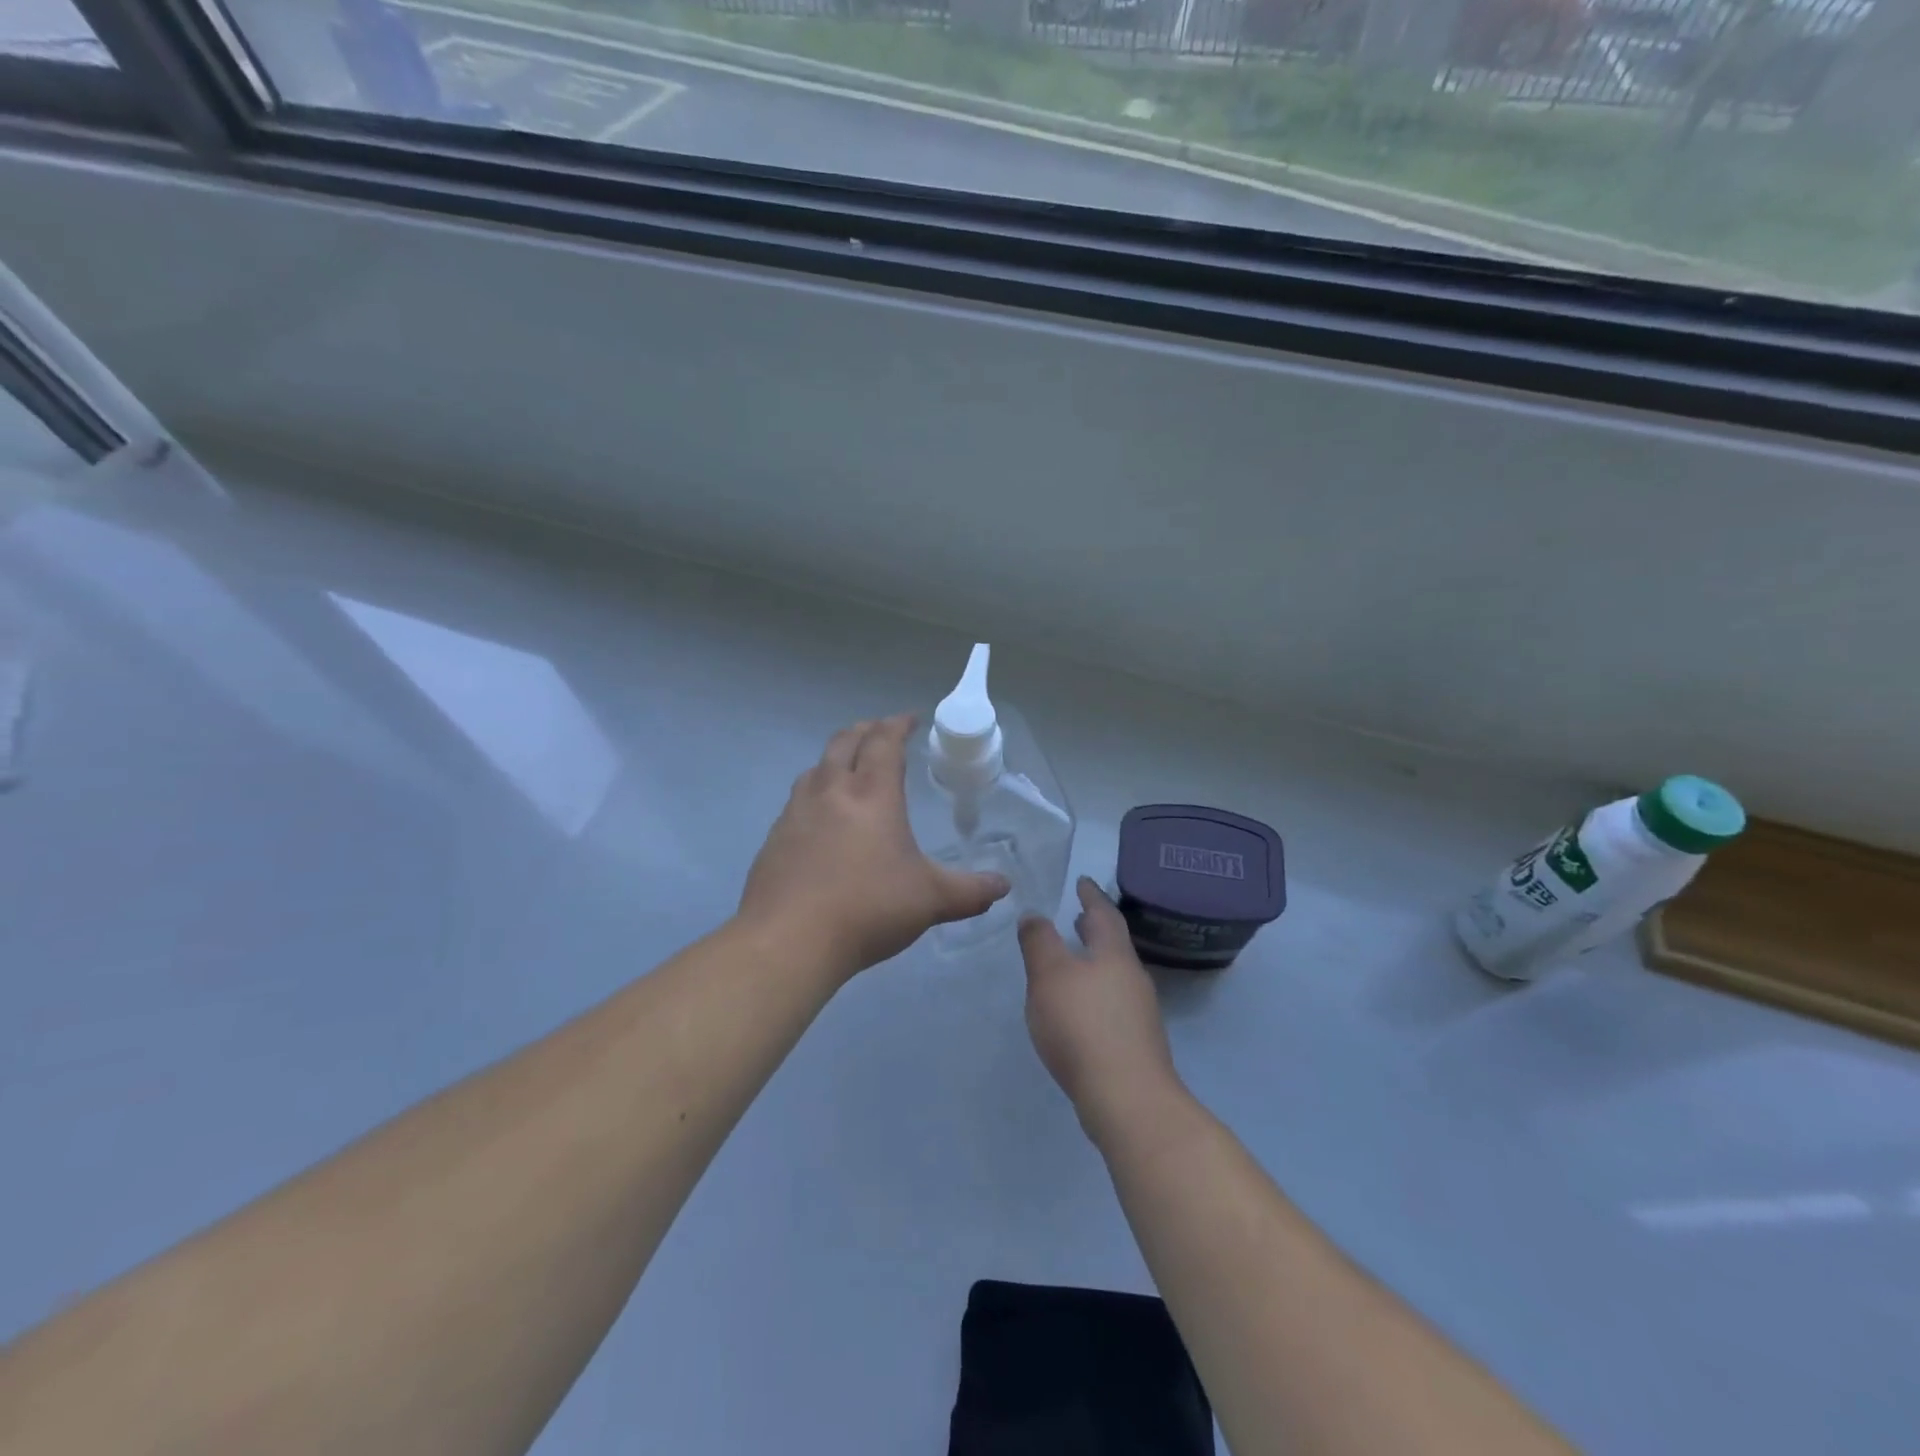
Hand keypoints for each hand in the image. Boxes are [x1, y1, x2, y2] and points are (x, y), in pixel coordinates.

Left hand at [739, 716, 1009, 981]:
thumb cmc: (867, 908)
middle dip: (866, 730)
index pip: (885, 742)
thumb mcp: (930, 900)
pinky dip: (815, 792)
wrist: (788, 940)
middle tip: (881, 732)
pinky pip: (797, 800)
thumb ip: (969, 891)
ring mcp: (796, 813)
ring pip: (816, 768)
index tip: (911, 719)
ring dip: (836, 758)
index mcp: (872, 794)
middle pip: (845, 742)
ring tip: (848, 769)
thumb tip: (1002, 886)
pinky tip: (820, 819)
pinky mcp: (774, 838)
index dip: (899, 724)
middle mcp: (831, 791)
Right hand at [1019, 879, 1181, 1141]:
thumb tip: (1035, 914)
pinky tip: (1079, 1008)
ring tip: (1074, 959)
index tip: (1083, 881)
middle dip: (1095, 928)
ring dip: (1095, 960)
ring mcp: (1138, 1013)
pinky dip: (1096, 991)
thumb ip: (1039, 941)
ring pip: (1114, 974)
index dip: (1091, 895)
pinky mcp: (1135, 1043)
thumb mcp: (1050, 975)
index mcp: (1114, 954)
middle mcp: (1132, 978)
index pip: (1104, 914)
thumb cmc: (1084, 1026)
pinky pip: (1112, 1003)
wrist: (1127, 1099)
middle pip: (1113, 944)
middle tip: (1078, 915)